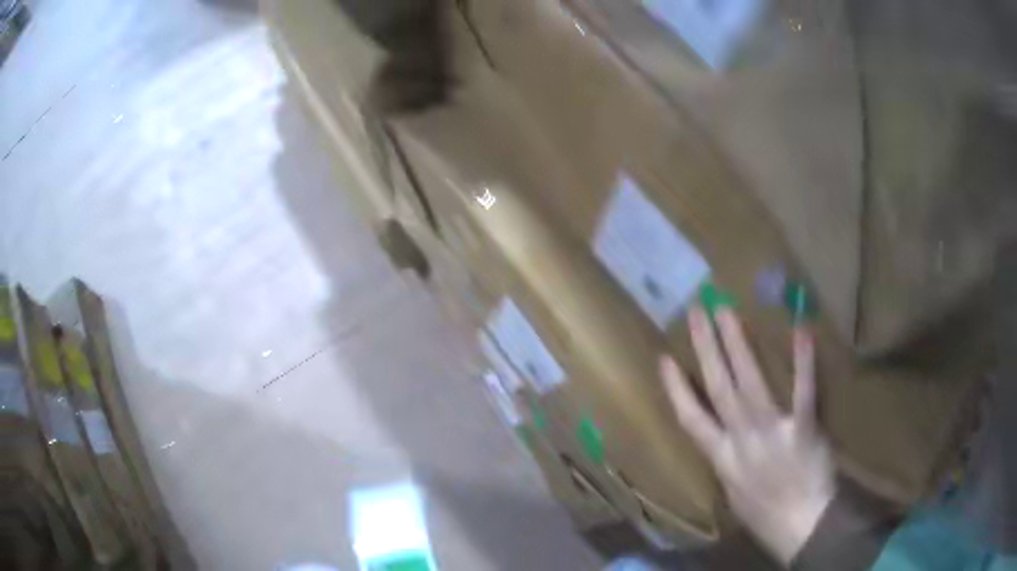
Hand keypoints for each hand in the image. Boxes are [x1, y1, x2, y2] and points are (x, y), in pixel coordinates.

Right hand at [660, 306, 835, 564]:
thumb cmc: (766, 515)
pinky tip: (801, 331)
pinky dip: (802, 362)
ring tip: (727, 312)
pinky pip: (802, 391)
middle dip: (707, 349)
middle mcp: (741, 440)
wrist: (802, 526)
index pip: (691, 418)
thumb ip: (730, 464)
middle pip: (720, 388)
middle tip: (698, 312)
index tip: (665, 358)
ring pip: (750, 382)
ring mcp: (771, 431)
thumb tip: (726, 441)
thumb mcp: (736, 495)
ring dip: (738, 345)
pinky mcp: (802, 427)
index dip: (676, 388)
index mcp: (721, 459)